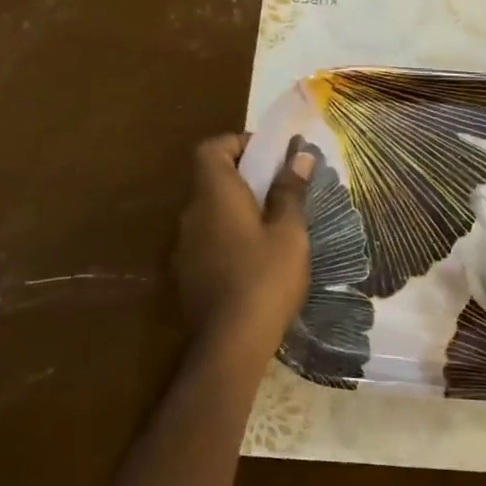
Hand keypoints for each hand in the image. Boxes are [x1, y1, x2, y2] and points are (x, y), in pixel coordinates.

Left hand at [173, 134, 313, 348]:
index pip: (211, 148)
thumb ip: (290, 191)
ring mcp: (185, 247)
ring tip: (274, 226)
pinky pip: (208, 240)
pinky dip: (229, 237)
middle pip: (211, 180)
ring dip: (237, 210)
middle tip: (281, 191)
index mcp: (215, 195)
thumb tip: (300, 156)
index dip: (238, 143)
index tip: (269, 155)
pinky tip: (256, 260)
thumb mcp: (289, 232)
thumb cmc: (266, 277)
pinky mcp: (187, 274)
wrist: (230, 342)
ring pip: (211, 212)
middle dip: (245, 178)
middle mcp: (191, 214)